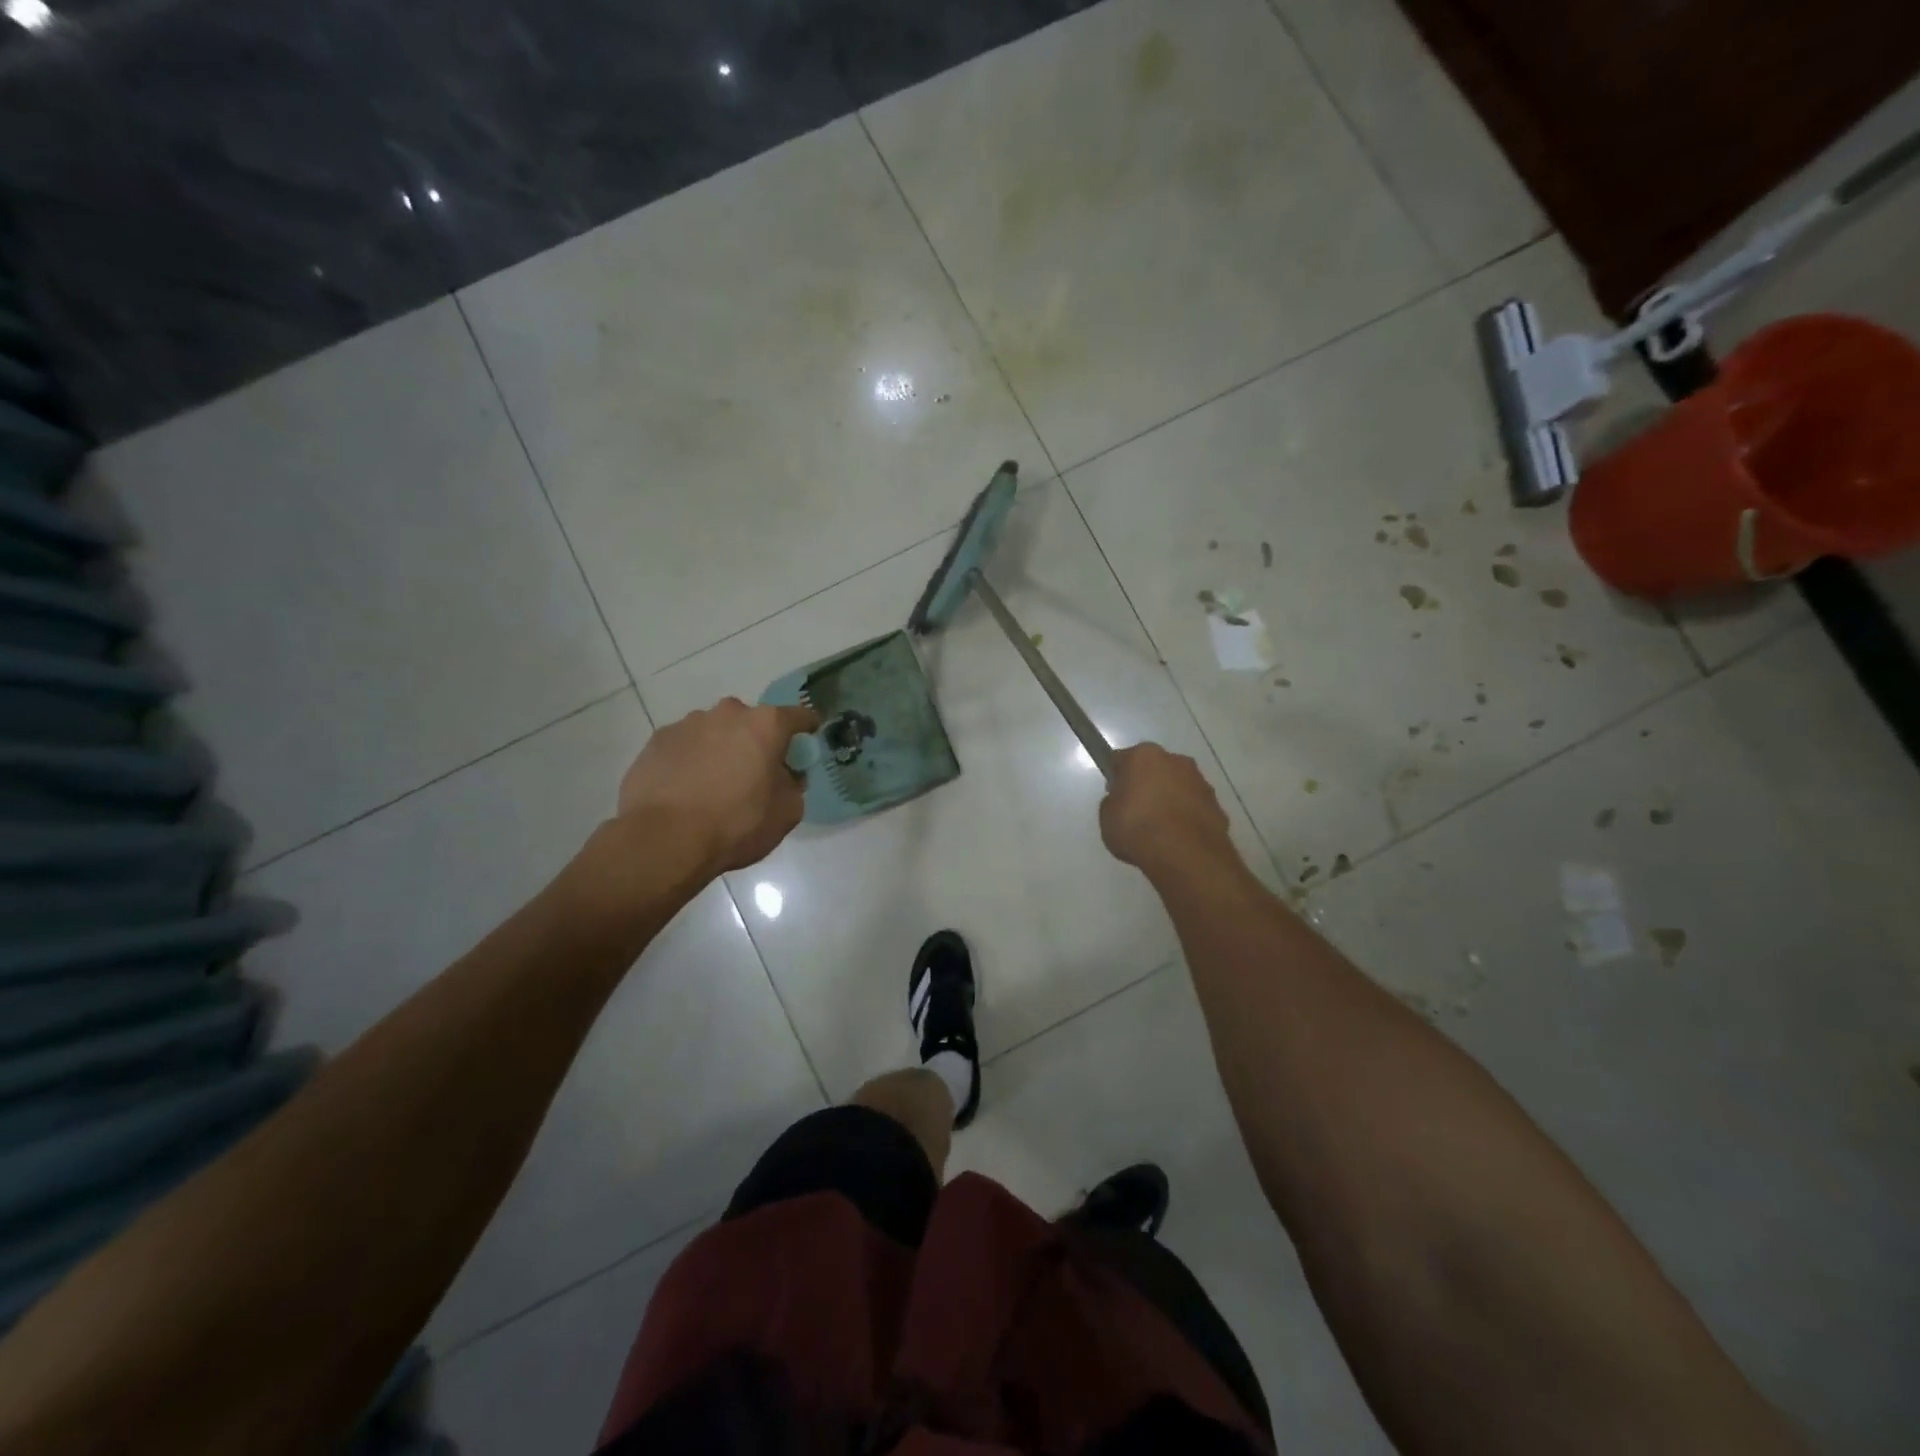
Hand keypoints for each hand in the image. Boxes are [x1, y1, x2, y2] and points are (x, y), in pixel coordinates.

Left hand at [617, 698, 819, 875]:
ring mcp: (688, 724)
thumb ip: (794, 785)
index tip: (809, 738)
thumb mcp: (786, 812)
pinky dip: (691, 760)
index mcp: (766, 725)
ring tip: (714, 785)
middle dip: (756, 741)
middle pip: (752, 722)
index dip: (807, 727)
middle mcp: (728, 713)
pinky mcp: (658, 740)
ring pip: (715, 732)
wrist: (664, 839)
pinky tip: (686, 789)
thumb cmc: (736, 824)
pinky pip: (685, 746)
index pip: (799, 716)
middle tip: (755, 772)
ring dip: (721, 749)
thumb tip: (785, 775)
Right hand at [1100, 743, 1233, 878]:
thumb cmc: (1138, 828)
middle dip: (1147, 784)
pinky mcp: (1217, 805)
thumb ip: (1114, 802)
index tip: (1114, 795)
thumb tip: (1124, 800)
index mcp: (1144, 756)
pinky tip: (1177, 838)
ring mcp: (1200, 782)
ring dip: (1169, 799)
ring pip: (1178, 786)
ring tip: (1159, 829)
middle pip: (1154, 769)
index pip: (1123, 759)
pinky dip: (1186, 817)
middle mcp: (1175, 760)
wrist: (1185, 854)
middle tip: (1136, 811)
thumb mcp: (1107, 816)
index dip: (1116, 777)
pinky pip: (1194, 807)